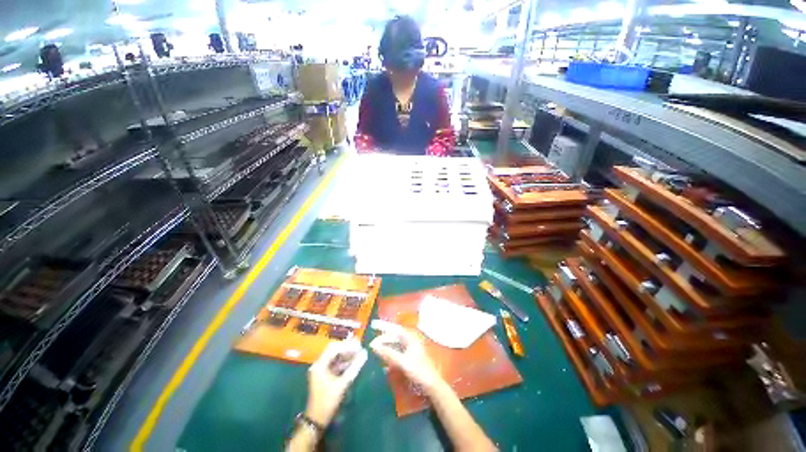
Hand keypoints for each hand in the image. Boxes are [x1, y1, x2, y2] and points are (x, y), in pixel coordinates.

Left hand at [305, 339, 366, 426]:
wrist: (317, 419)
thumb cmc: (328, 401)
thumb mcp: (342, 384)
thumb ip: (354, 368)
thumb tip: (365, 354)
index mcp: (320, 365)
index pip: (334, 348)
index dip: (347, 346)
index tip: (359, 345)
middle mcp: (319, 364)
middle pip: (334, 350)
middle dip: (347, 348)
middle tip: (360, 347)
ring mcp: (321, 370)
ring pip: (335, 357)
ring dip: (346, 355)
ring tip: (359, 353)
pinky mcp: (324, 375)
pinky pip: (335, 364)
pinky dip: (344, 362)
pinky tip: (353, 362)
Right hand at [370, 329, 443, 394]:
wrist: (431, 384)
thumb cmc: (419, 371)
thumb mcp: (402, 362)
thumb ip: (388, 353)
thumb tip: (373, 346)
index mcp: (410, 337)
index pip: (395, 328)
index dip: (384, 326)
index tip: (373, 324)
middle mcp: (410, 339)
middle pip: (394, 335)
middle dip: (382, 338)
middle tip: (371, 344)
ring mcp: (410, 347)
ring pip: (395, 343)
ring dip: (385, 345)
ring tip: (375, 349)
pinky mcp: (409, 355)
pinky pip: (397, 349)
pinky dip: (389, 351)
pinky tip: (383, 357)